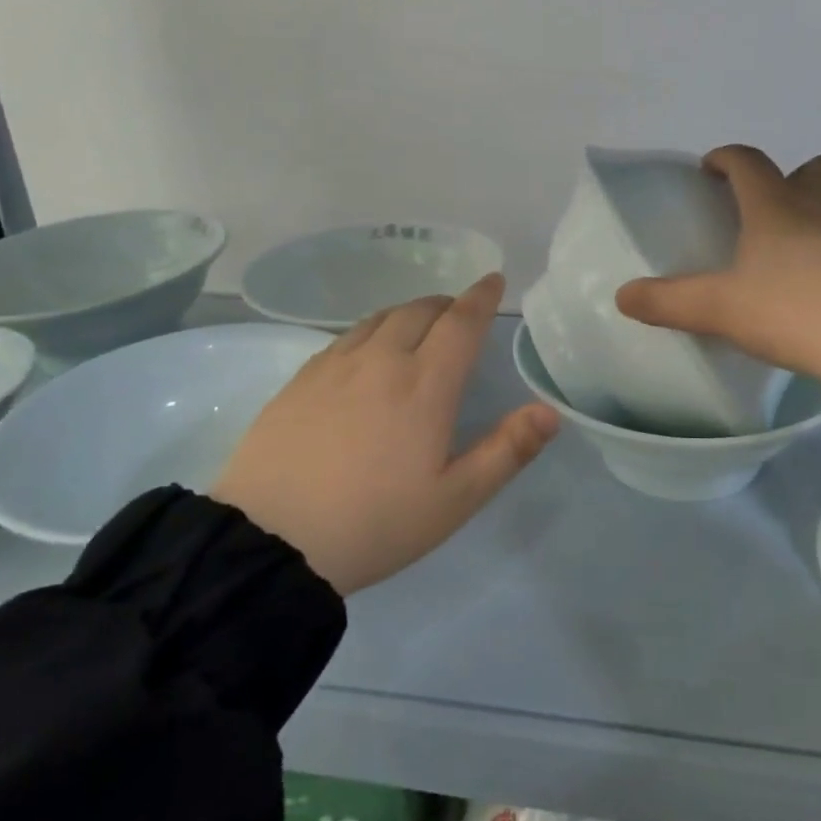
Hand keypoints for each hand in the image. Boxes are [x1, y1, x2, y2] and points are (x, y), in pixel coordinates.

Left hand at [210, 274, 558, 593]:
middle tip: (460, 313)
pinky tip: (367, 352)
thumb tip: (550, 411)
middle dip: (447, 304)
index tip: (493, 280)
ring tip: (419, 326)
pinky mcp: (301, 379)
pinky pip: (346, 337)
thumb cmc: (374, 523)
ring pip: (380, 318)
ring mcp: (335, 366)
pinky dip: (372, 330)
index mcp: (425, 385)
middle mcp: (381, 360)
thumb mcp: (454, 499)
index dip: (481, 297)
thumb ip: (507, 451)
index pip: (461, 322)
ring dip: (408, 313)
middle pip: (419, 310)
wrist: (270, 541)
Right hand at [616, 146, 820, 413]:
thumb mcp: (719, 309)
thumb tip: (622, 296)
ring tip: (785, 257)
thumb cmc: (793, 309)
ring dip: (812, 216)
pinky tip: (816, 288)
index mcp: (776, 206)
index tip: (709, 169)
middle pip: (814, 169)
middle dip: (788, 178)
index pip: (749, 162)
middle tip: (762, 210)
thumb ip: (668, 302)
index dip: (726, 159)